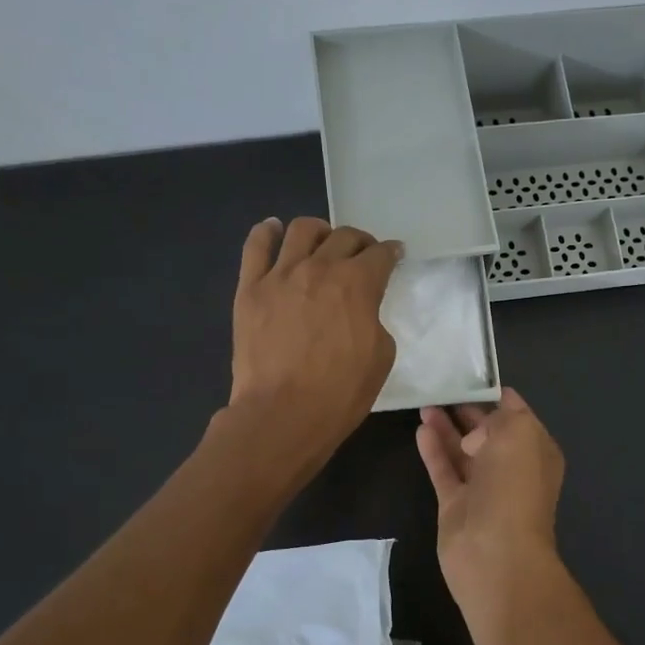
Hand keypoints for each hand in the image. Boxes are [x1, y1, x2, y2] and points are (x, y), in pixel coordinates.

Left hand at [226, 217, 401, 475]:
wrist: (283, 414)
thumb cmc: (340, 393)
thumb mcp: (381, 356)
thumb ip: (374, 319)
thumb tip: (362, 309)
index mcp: (357, 284)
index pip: (380, 254)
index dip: (392, 253)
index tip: (394, 256)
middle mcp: (319, 268)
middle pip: (344, 236)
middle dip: (360, 241)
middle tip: (363, 255)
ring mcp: (280, 275)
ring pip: (302, 230)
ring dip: (320, 231)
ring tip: (322, 242)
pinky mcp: (250, 289)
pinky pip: (256, 246)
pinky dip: (267, 232)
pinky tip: (274, 229)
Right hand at [415, 387, 564, 605]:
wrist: (495, 554)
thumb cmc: (514, 487)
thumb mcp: (518, 435)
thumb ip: (500, 418)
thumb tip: (476, 434)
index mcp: (536, 450)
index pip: (516, 414)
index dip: (496, 395)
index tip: (472, 375)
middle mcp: (512, 468)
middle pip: (487, 432)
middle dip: (468, 410)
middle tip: (442, 385)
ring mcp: (483, 488)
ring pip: (462, 450)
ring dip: (446, 427)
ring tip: (425, 402)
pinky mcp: (456, 504)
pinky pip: (443, 470)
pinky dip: (433, 450)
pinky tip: (420, 429)